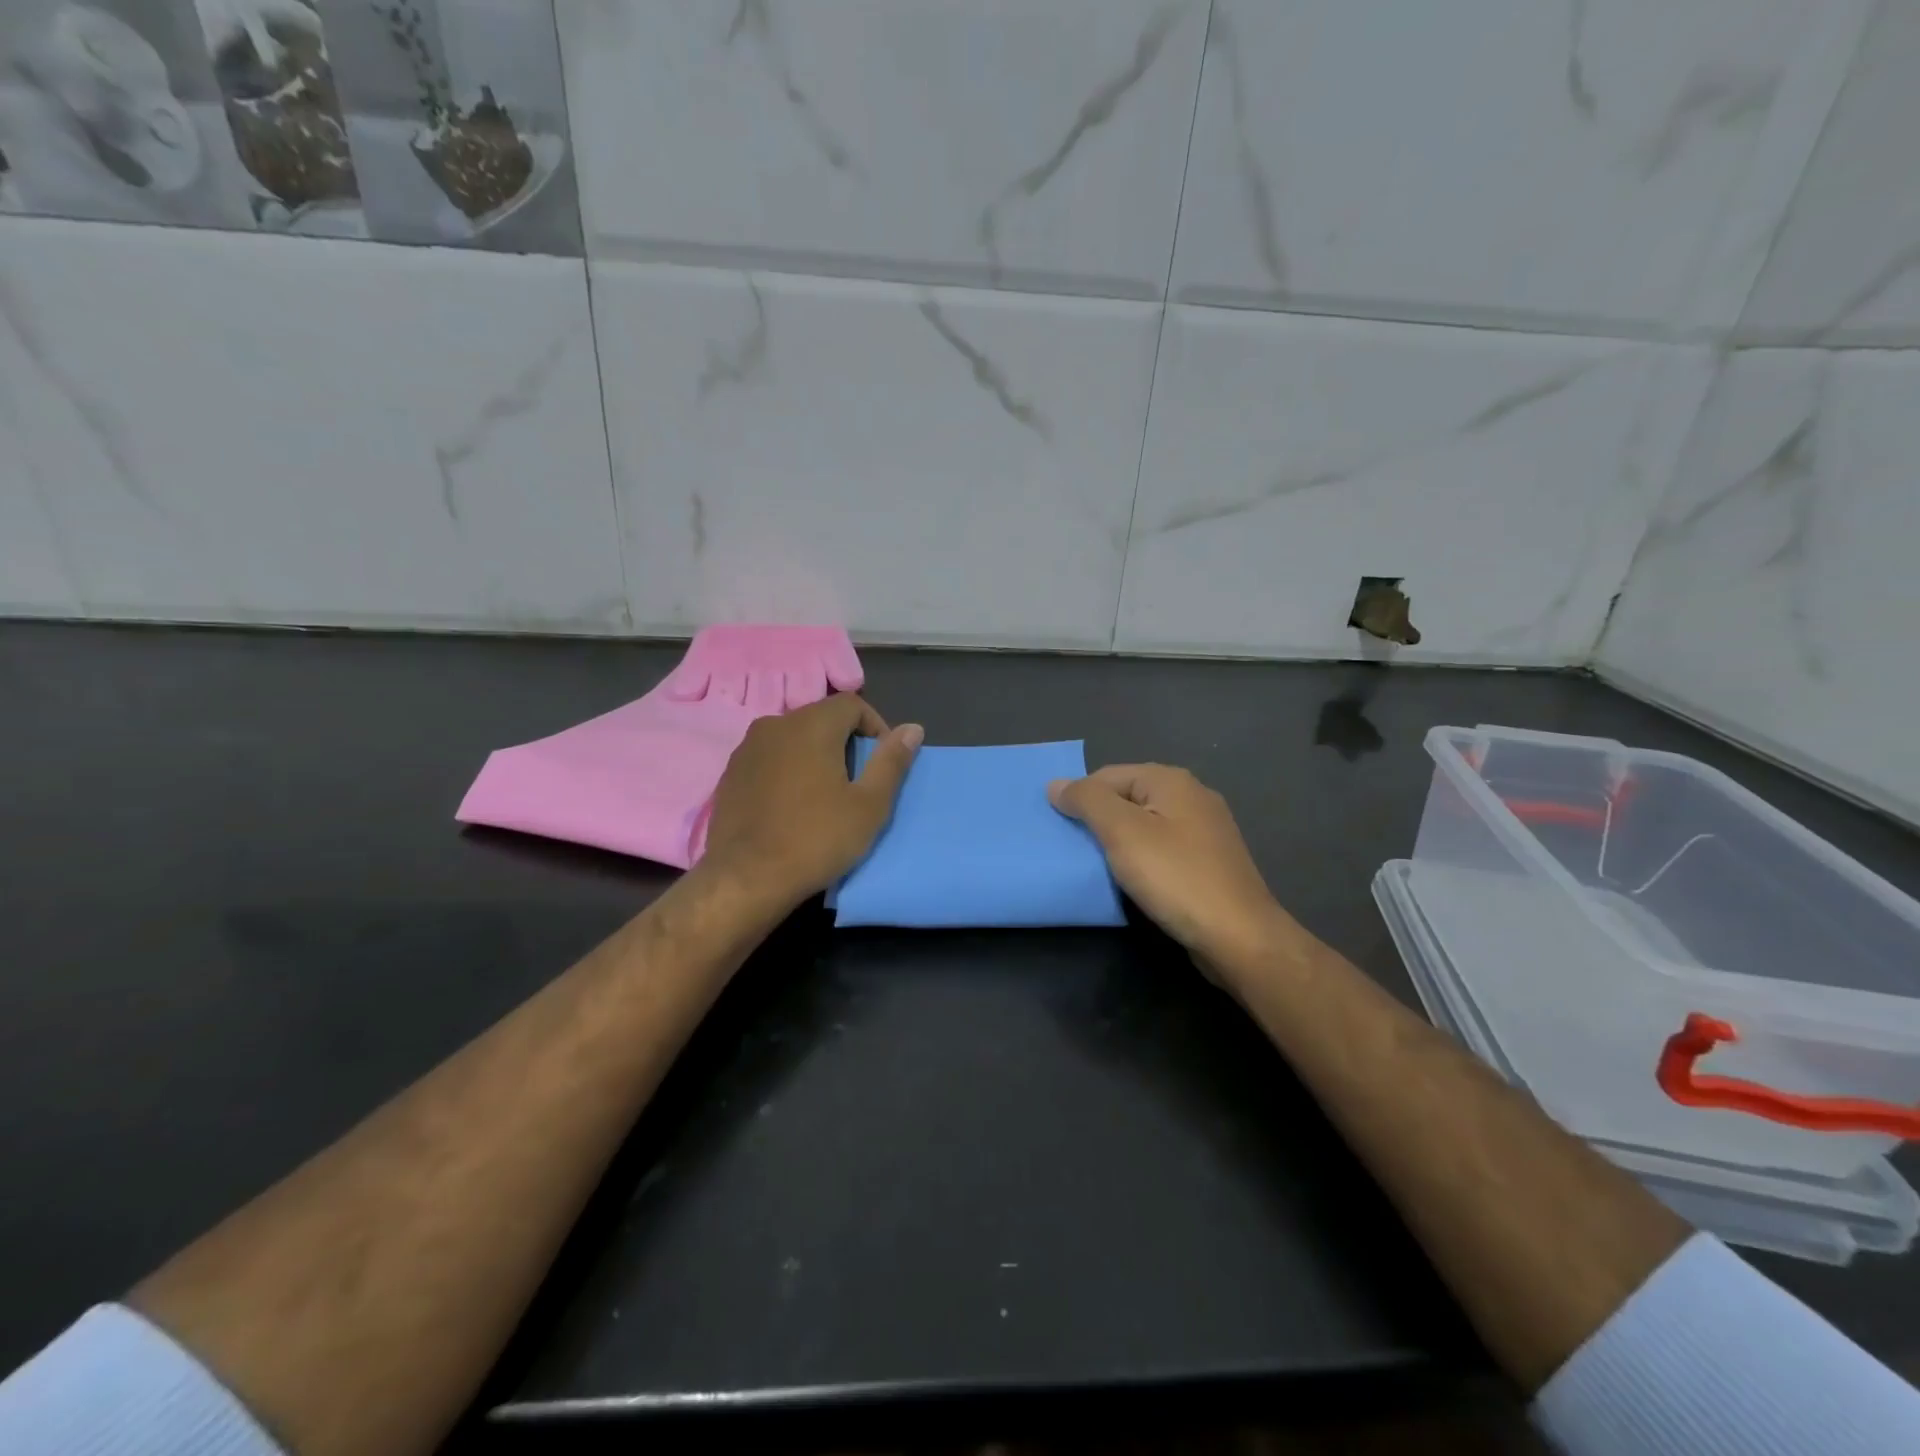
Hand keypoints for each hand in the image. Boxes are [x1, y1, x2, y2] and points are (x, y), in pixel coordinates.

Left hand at [702, 695, 921, 905]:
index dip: (875, 727)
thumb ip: (891, 762)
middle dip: (845, 742)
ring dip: (815, 756)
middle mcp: (775, 724)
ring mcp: (747, 748)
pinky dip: (788, 770)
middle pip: (821, 718)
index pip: (852, 703)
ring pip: (794, 738)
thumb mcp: (869, 805)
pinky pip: (770, 758)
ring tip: (825, 796)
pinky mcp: (731, 773)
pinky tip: (792, 806)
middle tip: (857, 784)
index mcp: (811, 724)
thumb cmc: (816, 839)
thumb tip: (913, 729)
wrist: (746, 879)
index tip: (881, 764)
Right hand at [1049, 764, 1289, 977]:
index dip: (1080, 798)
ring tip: (1099, 867)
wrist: (1238, 937)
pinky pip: (1163, 849)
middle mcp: (1192, 796)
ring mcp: (1206, 830)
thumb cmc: (1175, 877)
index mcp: (1171, 780)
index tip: (1062, 832)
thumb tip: (1056, 784)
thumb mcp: (1122, 832)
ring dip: (1119, 842)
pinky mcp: (1210, 862)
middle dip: (1099, 820)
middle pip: (1127, 798)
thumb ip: (1087, 801)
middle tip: (1076, 850)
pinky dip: (1143, 860)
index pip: (1108, 775)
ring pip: (1146, 825)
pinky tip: (1134, 881)